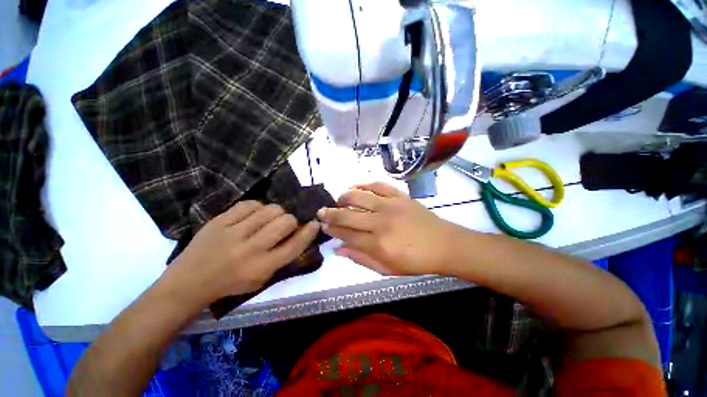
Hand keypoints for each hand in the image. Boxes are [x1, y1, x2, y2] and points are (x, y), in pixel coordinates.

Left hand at [165, 201, 320, 306]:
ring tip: (268, 218)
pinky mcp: (220, 221)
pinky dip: (257, 207)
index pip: (295, 245)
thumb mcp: (262, 279)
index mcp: (263, 267)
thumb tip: (299, 234)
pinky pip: (249, 204)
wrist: (188, 282)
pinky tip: (254, 214)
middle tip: (285, 224)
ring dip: (276, 212)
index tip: (314, 223)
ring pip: (270, 209)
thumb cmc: (230, 284)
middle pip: (286, 221)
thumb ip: (282, 257)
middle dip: (291, 220)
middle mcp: (251, 249)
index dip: (309, 232)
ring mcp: (234, 232)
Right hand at [317, 182, 461, 274]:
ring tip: (337, 200)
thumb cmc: (416, 261)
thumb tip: (338, 249)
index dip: (333, 230)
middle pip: (348, 215)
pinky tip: (355, 185)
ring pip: (359, 196)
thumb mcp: (387, 269)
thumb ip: (361, 259)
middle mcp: (381, 223)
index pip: (347, 235)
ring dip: (344, 197)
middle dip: (331, 213)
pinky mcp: (400, 196)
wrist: (444, 244)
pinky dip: (364, 183)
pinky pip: (378, 185)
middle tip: (321, 212)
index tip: (324, 226)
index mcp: (378, 244)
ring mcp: (391, 206)